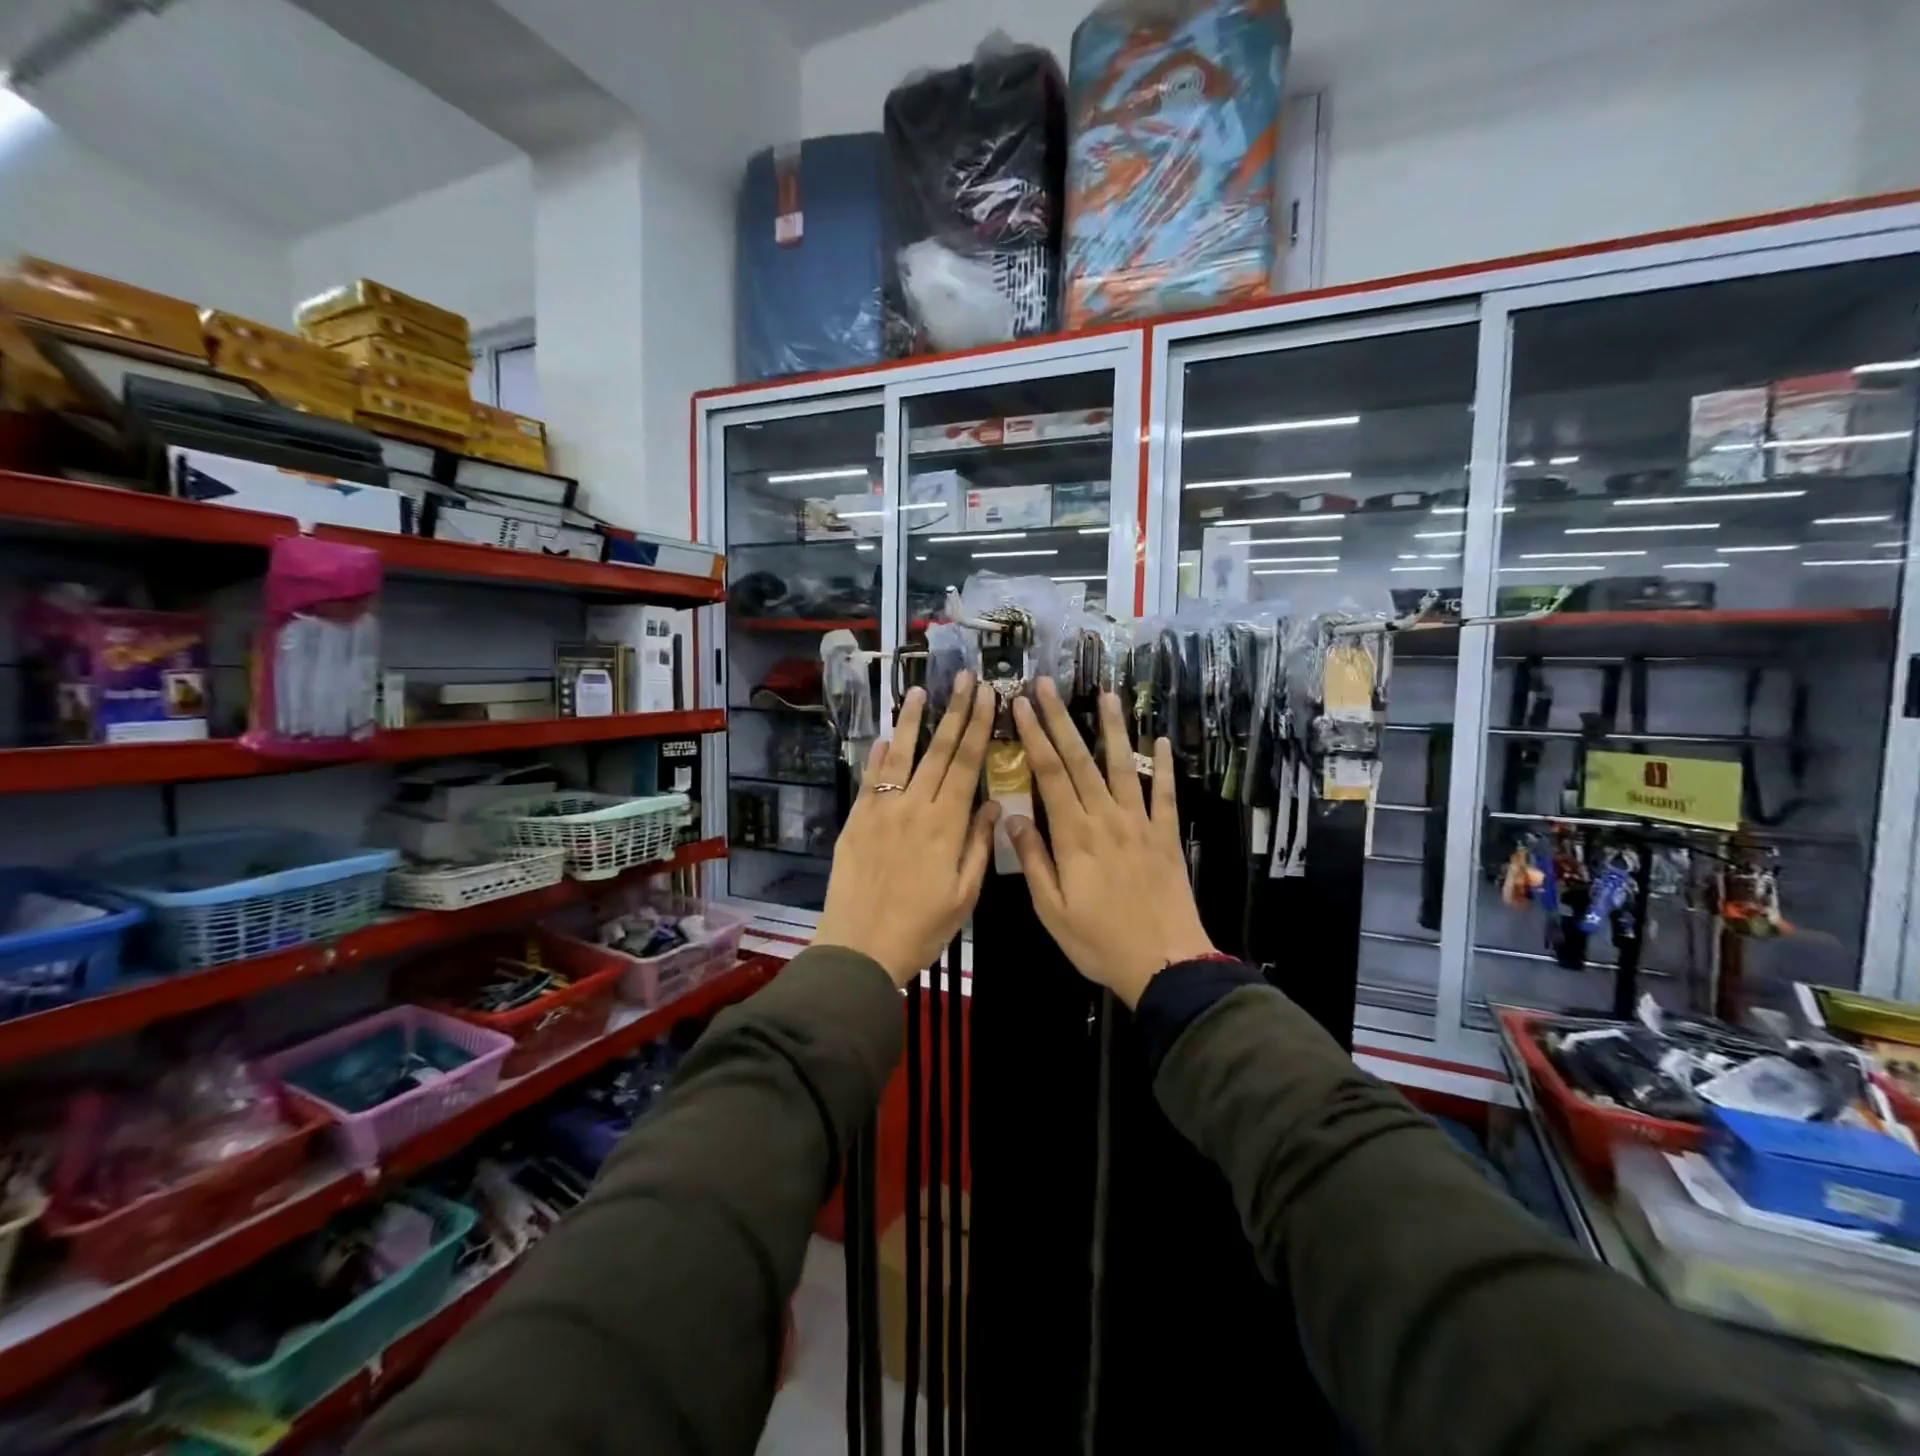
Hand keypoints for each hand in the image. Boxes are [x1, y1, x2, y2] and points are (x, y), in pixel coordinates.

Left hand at [815, 673, 999, 987]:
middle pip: (938, 751)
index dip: (978, 727)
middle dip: (954, 711)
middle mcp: (914, 807)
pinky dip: (879, 756)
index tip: (988, 696)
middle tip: (964, 677)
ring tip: (919, 691)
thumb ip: (979, 845)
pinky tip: (886, 737)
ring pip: (901, 756)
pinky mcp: (856, 821)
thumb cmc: (922, 928)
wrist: (860, 948)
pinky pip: (870, 780)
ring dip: (912, 722)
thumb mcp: (964, 895)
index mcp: (946, 825)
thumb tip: (993, 804)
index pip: (966, 764)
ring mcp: (881, 810)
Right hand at [1005, 679, 1215, 1007]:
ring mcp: (1140, 824)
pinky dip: (1163, 767)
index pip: (1050, 774)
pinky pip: (1165, 794)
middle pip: (1080, 760)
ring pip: (1124, 766)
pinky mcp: (1166, 836)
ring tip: (1107, 695)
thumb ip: (1033, 860)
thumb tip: (1012, 816)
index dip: (1034, 736)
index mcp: (1074, 836)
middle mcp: (1107, 818)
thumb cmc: (1099, 941)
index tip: (1021, 705)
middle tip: (1047, 685)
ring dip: (1114, 728)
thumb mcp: (1052, 910)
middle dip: (1061, 719)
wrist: (1165, 964)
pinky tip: (1161, 741)